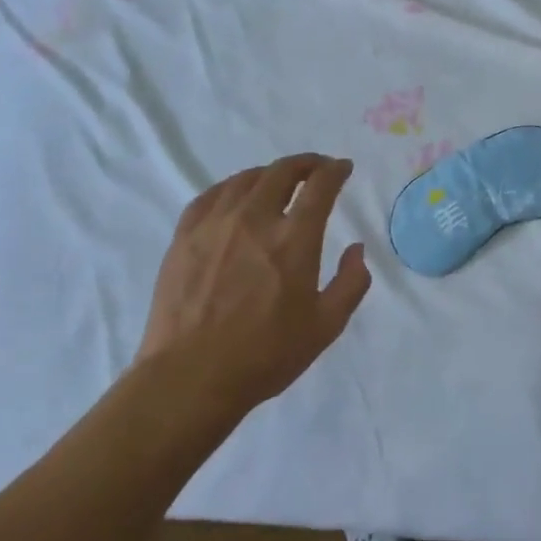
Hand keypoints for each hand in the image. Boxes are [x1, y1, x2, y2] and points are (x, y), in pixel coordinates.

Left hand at [141, 154, 371, 412]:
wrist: (191, 377)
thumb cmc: (265, 355)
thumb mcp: (326, 327)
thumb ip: (351, 283)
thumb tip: (356, 249)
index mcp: (294, 239)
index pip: (320, 186)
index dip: (335, 170)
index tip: (343, 168)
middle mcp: (255, 219)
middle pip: (282, 171)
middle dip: (305, 163)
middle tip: (315, 169)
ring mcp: (215, 224)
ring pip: (245, 179)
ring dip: (269, 174)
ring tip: (278, 182)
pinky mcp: (184, 236)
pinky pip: (210, 196)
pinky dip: (231, 188)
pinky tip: (234, 197)